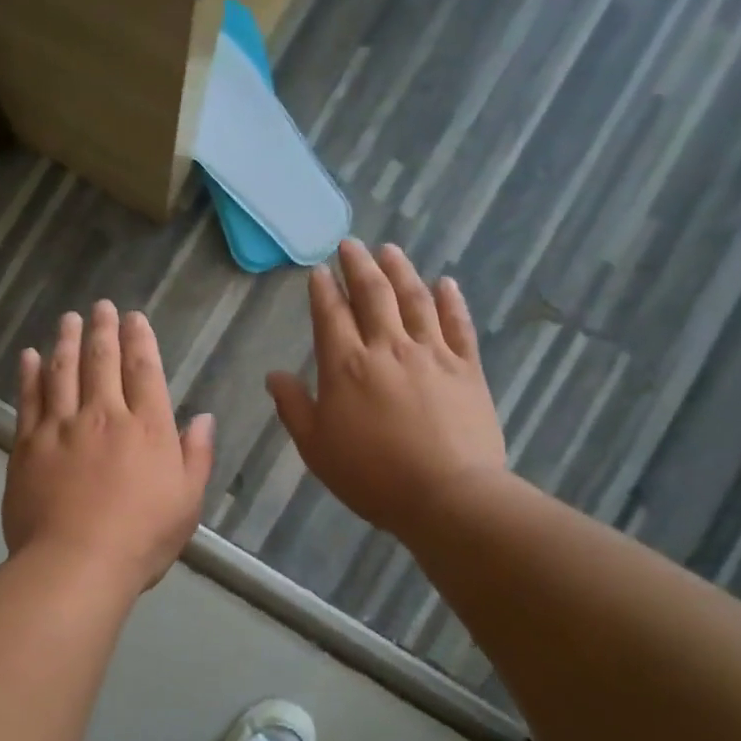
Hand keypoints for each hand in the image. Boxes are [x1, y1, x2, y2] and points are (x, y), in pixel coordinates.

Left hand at [4, 301, 214, 592]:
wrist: (76, 563)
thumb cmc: (141, 538)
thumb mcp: (187, 502)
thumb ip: (196, 455)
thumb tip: (201, 417)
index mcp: (146, 429)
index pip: (144, 371)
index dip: (140, 340)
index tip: (134, 318)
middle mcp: (104, 416)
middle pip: (102, 361)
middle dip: (103, 329)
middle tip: (101, 306)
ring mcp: (61, 427)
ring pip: (63, 371)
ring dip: (67, 341)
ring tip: (69, 319)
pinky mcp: (28, 445)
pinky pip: (29, 400)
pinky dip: (29, 375)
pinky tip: (29, 356)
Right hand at [267, 240, 504, 539]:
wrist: (447, 495)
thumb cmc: (371, 476)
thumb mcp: (316, 448)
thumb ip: (293, 407)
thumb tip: (274, 375)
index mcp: (346, 366)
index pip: (331, 314)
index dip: (323, 290)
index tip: (319, 270)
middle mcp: (388, 347)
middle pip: (373, 294)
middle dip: (359, 265)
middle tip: (351, 244)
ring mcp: (432, 354)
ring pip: (415, 299)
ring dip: (401, 270)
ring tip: (390, 250)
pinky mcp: (467, 368)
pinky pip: (458, 324)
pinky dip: (451, 300)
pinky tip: (445, 282)